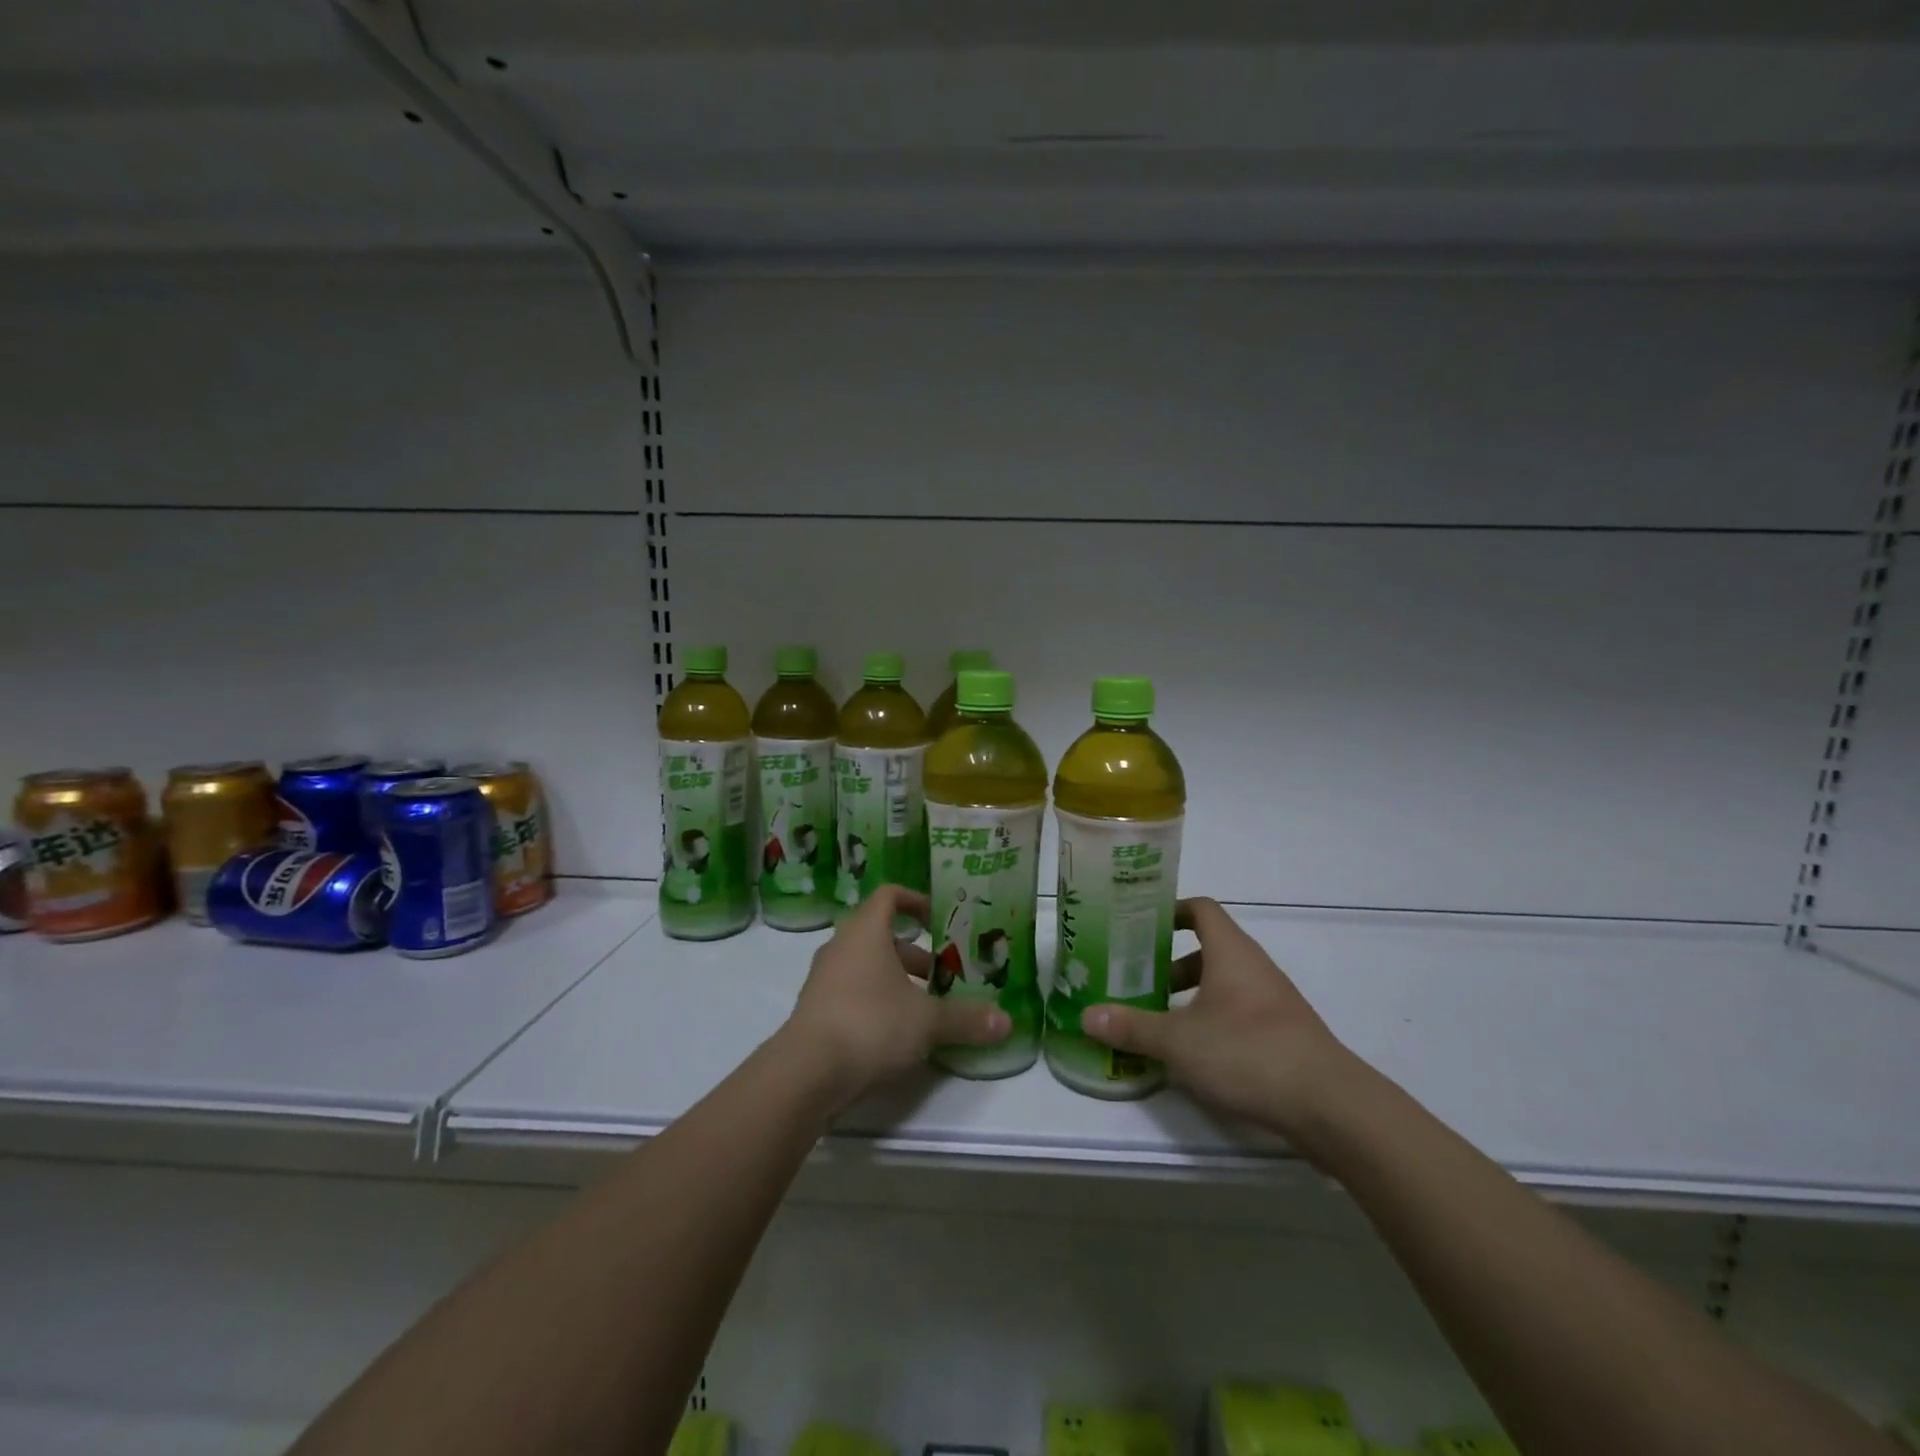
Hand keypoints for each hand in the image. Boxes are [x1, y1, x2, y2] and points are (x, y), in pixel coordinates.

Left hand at [783, 885, 1010, 1107]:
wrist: (806, 1072)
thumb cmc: (871, 1024)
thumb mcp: (927, 1021)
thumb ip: (966, 1019)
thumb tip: (1006, 1022)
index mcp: (866, 931)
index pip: (889, 895)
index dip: (915, 900)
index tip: (939, 918)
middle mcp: (841, 946)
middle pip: (880, 935)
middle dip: (915, 953)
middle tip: (943, 975)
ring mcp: (823, 978)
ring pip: (866, 966)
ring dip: (896, 980)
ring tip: (925, 1008)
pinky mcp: (815, 1009)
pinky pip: (851, 992)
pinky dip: (875, 1001)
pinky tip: (896, 1032)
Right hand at [1082, 897, 1355, 1144]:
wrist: (1330, 1106)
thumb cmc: (1248, 1053)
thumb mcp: (1179, 1042)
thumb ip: (1132, 1027)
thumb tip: (1086, 1015)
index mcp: (1231, 952)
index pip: (1201, 909)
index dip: (1171, 911)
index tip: (1139, 926)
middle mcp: (1254, 967)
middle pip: (1209, 948)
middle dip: (1171, 961)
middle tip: (1137, 978)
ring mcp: (1274, 1001)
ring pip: (1224, 983)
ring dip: (1191, 995)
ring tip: (1159, 1020)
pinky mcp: (1284, 1034)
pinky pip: (1239, 1012)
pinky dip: (1213, 1020)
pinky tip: (1194, 1054)